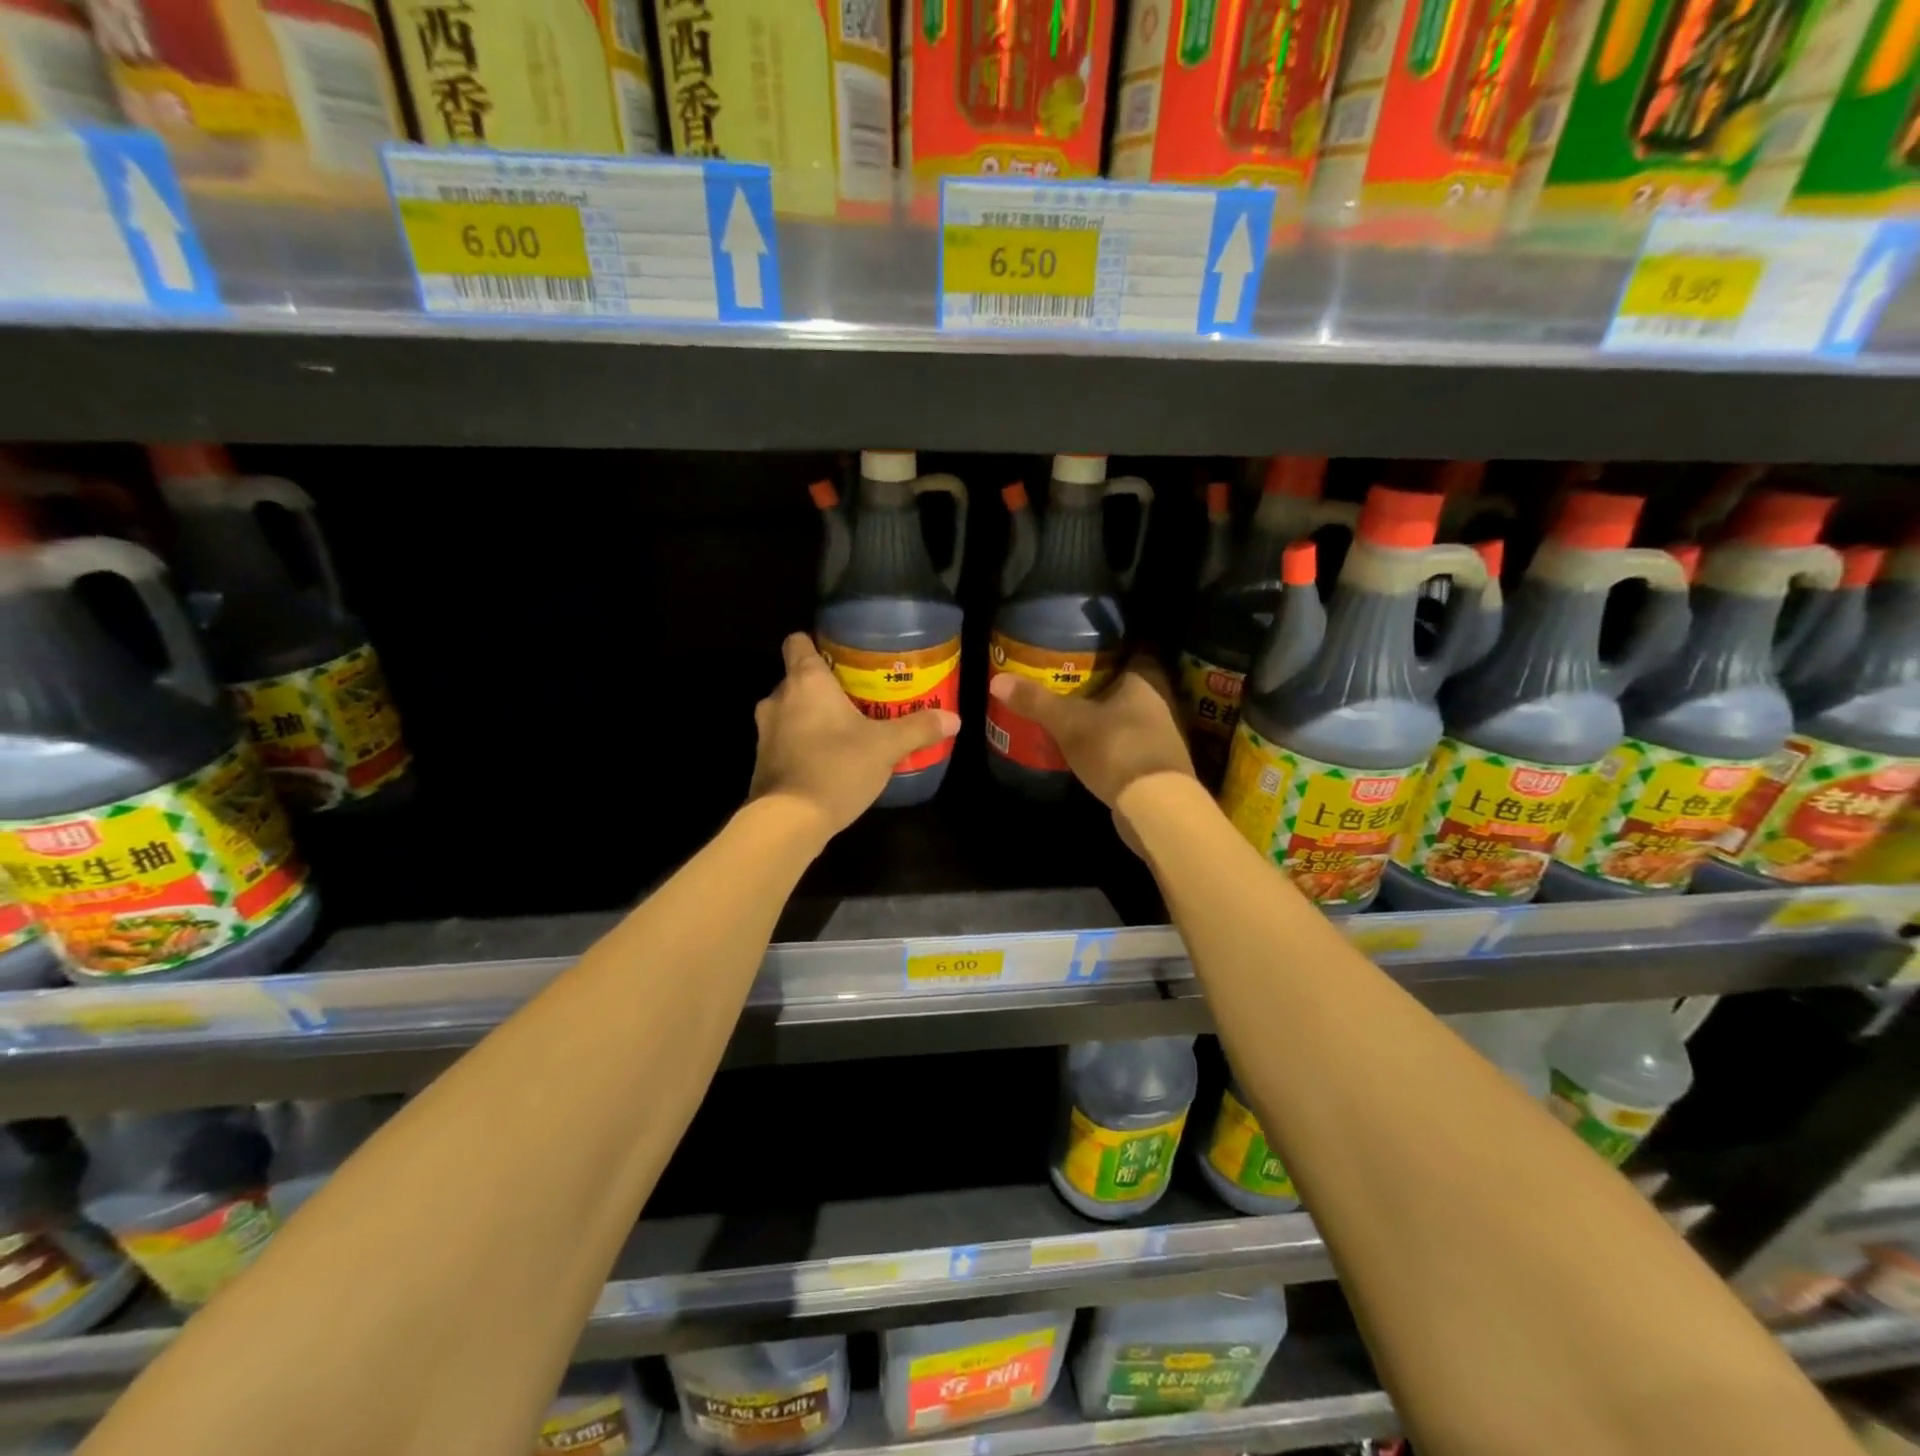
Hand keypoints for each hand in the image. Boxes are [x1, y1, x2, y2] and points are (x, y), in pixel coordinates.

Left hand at [750, 634, 960, 837]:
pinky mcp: (763, 762)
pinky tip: (830, 760)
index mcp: (805, 681)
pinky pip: (786, 741)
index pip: (797, 642)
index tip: (841, 655)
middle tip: (857, 697)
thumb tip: (953, 719)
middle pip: (797, 679)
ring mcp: (765, 732)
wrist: (788, 822)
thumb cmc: (836, 767)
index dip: (816, 643)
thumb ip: (918, 729)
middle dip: (823, 687)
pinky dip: (803, 744)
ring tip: (846, 730)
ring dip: (812, 718)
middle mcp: (778, 698)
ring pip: (790, 711)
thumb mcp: (886, 747)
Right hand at [987, 659, 1197, 823]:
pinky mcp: (1156, 764)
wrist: (1155, 806)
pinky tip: (1088, 748)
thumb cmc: (1115, 748)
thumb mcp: (1068, 723)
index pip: (1130, 650)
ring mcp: (1161, 735)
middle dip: (1100, 684)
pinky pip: (1128, 742)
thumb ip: (1036, 701)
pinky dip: (1110, 742)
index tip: (1080, 650)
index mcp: (1144, 679)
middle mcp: (1159, 701)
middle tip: (1066, 682)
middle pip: (1127, 684)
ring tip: (1071, 714)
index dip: (1106, 648)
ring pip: (1128, 715)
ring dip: (1105, 715)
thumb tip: (997, 681)